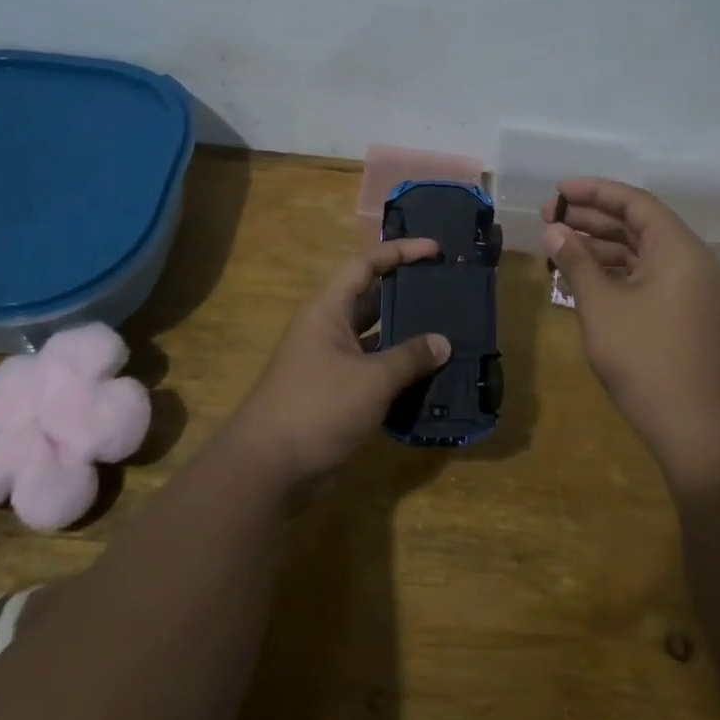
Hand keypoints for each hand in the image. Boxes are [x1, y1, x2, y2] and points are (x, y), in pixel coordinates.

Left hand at [221, 238, 451, 491]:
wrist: (270, 469)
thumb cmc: (318, 408)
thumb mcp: (371, 379)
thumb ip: (410, 358)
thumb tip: (443, 342)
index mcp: (328, 311)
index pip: (366, 265)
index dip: (400, 252)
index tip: (435, 250)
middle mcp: (329, 330)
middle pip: (372, 299)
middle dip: (408, 293)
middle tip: (448, 290)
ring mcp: (332, 363)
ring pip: (377, 339)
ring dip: (408, 337)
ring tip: (450, 332)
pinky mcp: (339, 395)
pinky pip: (375, 372)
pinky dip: (400, 372)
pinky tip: (432, 377)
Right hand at [544, 180, 719, 482]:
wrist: (697, 428)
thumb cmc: (646, 358)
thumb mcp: (602, 305)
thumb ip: (576, 262)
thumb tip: (553, 230)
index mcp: (677, 248)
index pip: (634, 202)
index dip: (594, 191)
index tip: (558, 191)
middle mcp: (688, 260)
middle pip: (636, 224)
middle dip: (591, 219)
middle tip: (547, 218)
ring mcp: (687, 289)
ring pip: (638, 252)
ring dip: (598, 246)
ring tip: (555, 246)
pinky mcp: (681, 313)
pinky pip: (643, 277)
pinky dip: (612, 272)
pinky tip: (579, 276)